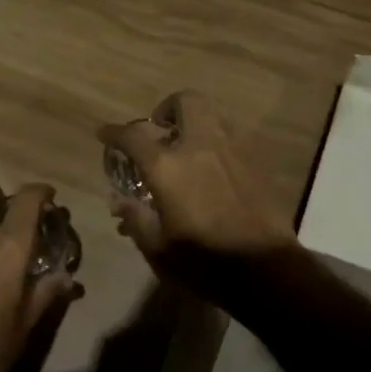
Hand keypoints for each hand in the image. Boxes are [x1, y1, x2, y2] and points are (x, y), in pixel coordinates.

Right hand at [98, 91, 295, 298]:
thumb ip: (136, 218)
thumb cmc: (203, 263)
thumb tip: (120, 202)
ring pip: (214, 113)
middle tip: (160, 128)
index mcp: (168, 167)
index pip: (133, 136)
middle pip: (185, 101)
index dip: (114, 132)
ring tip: (189, 145)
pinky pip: (234, 135)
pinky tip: (216, 164)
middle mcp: (201, 146)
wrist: (265, 270)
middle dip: (168, 108)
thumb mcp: (157, 249)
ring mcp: (233, 149)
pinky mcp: (257, 161)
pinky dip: (219, 140)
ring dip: (196, 121)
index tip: (105, 133)